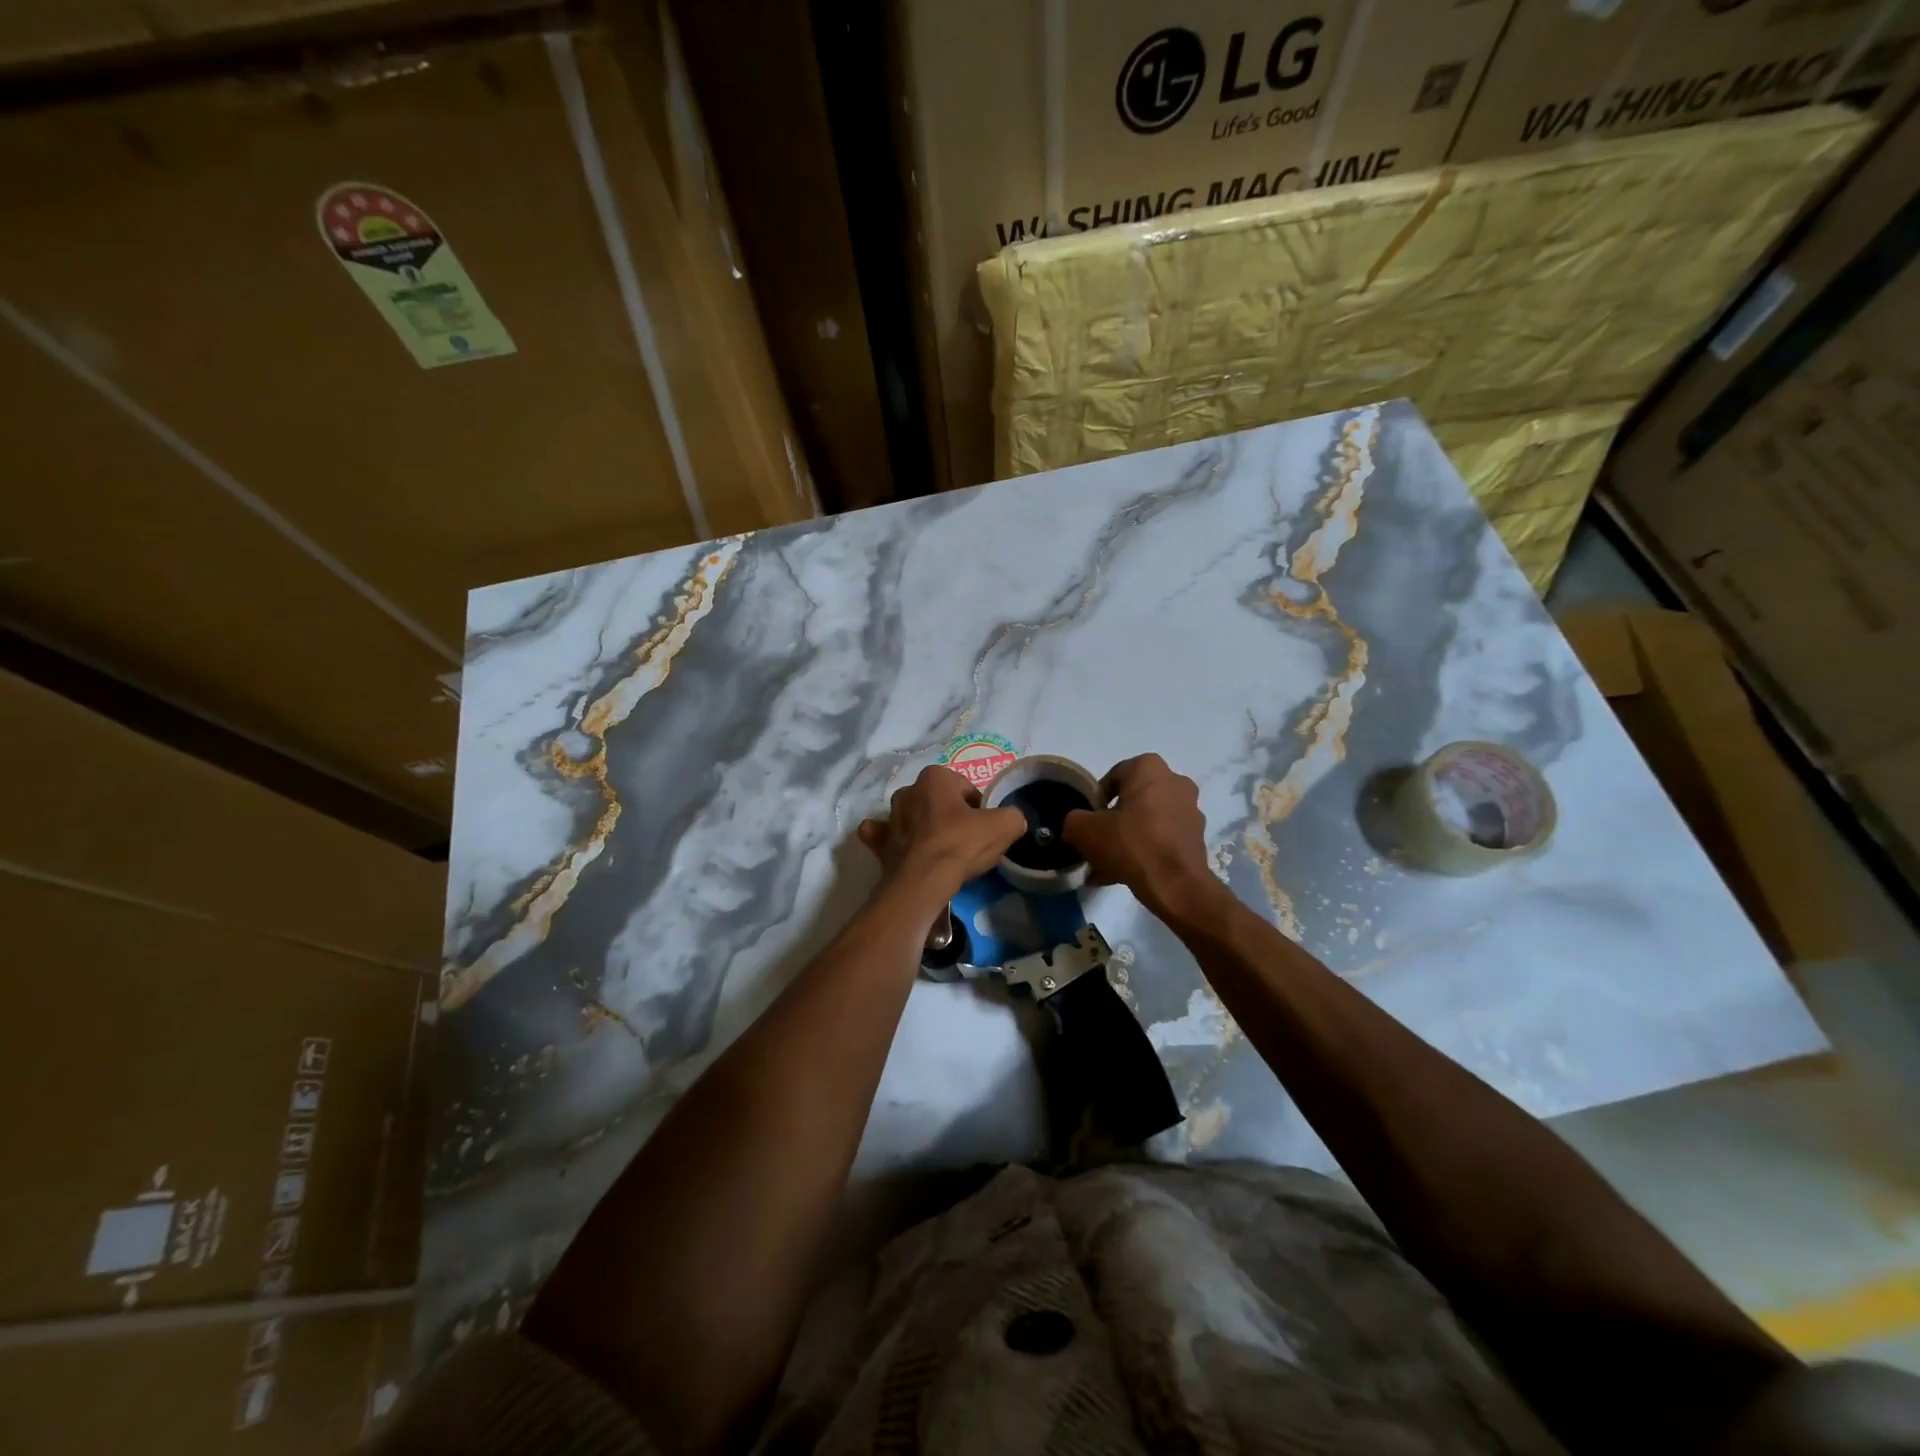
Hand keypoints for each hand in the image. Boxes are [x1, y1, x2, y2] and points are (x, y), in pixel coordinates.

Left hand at [858, 766, 1025, 898]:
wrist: (922, 882)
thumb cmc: (961, 845)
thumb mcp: (1004, 826)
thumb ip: (1012, 816)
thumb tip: (1011, 820)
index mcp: (935, 777)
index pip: (966, 789)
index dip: (980, 809)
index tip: (986, 829)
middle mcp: (908, 790)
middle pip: (939, 802)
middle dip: (951, 816)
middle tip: (967, 842)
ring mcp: (889, 816)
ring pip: (912, 817)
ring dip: (924, 828)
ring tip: (941, 852)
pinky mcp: (878, 842)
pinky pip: (885, 835)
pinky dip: (894, 840)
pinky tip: (906, 851)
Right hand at [1063, 755, 1222, 919]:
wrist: (1175, 884)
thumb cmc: (1129, 843)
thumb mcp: (1084, 830)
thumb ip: (1074, 820)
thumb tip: (1077, 824)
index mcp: (1149, 768)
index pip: (1113, 776)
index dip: (1096, 799)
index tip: (1088, 820)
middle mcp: (1175, 782)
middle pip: (1132, 800)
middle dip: (1113, 822)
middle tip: (1096, 843)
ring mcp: (1190, 810)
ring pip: (1147, 822)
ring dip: (1127, 840)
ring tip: (1105, 867)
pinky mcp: (1196, 837)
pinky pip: (1161, 839)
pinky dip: (1144, 852)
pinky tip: (1123, 875)